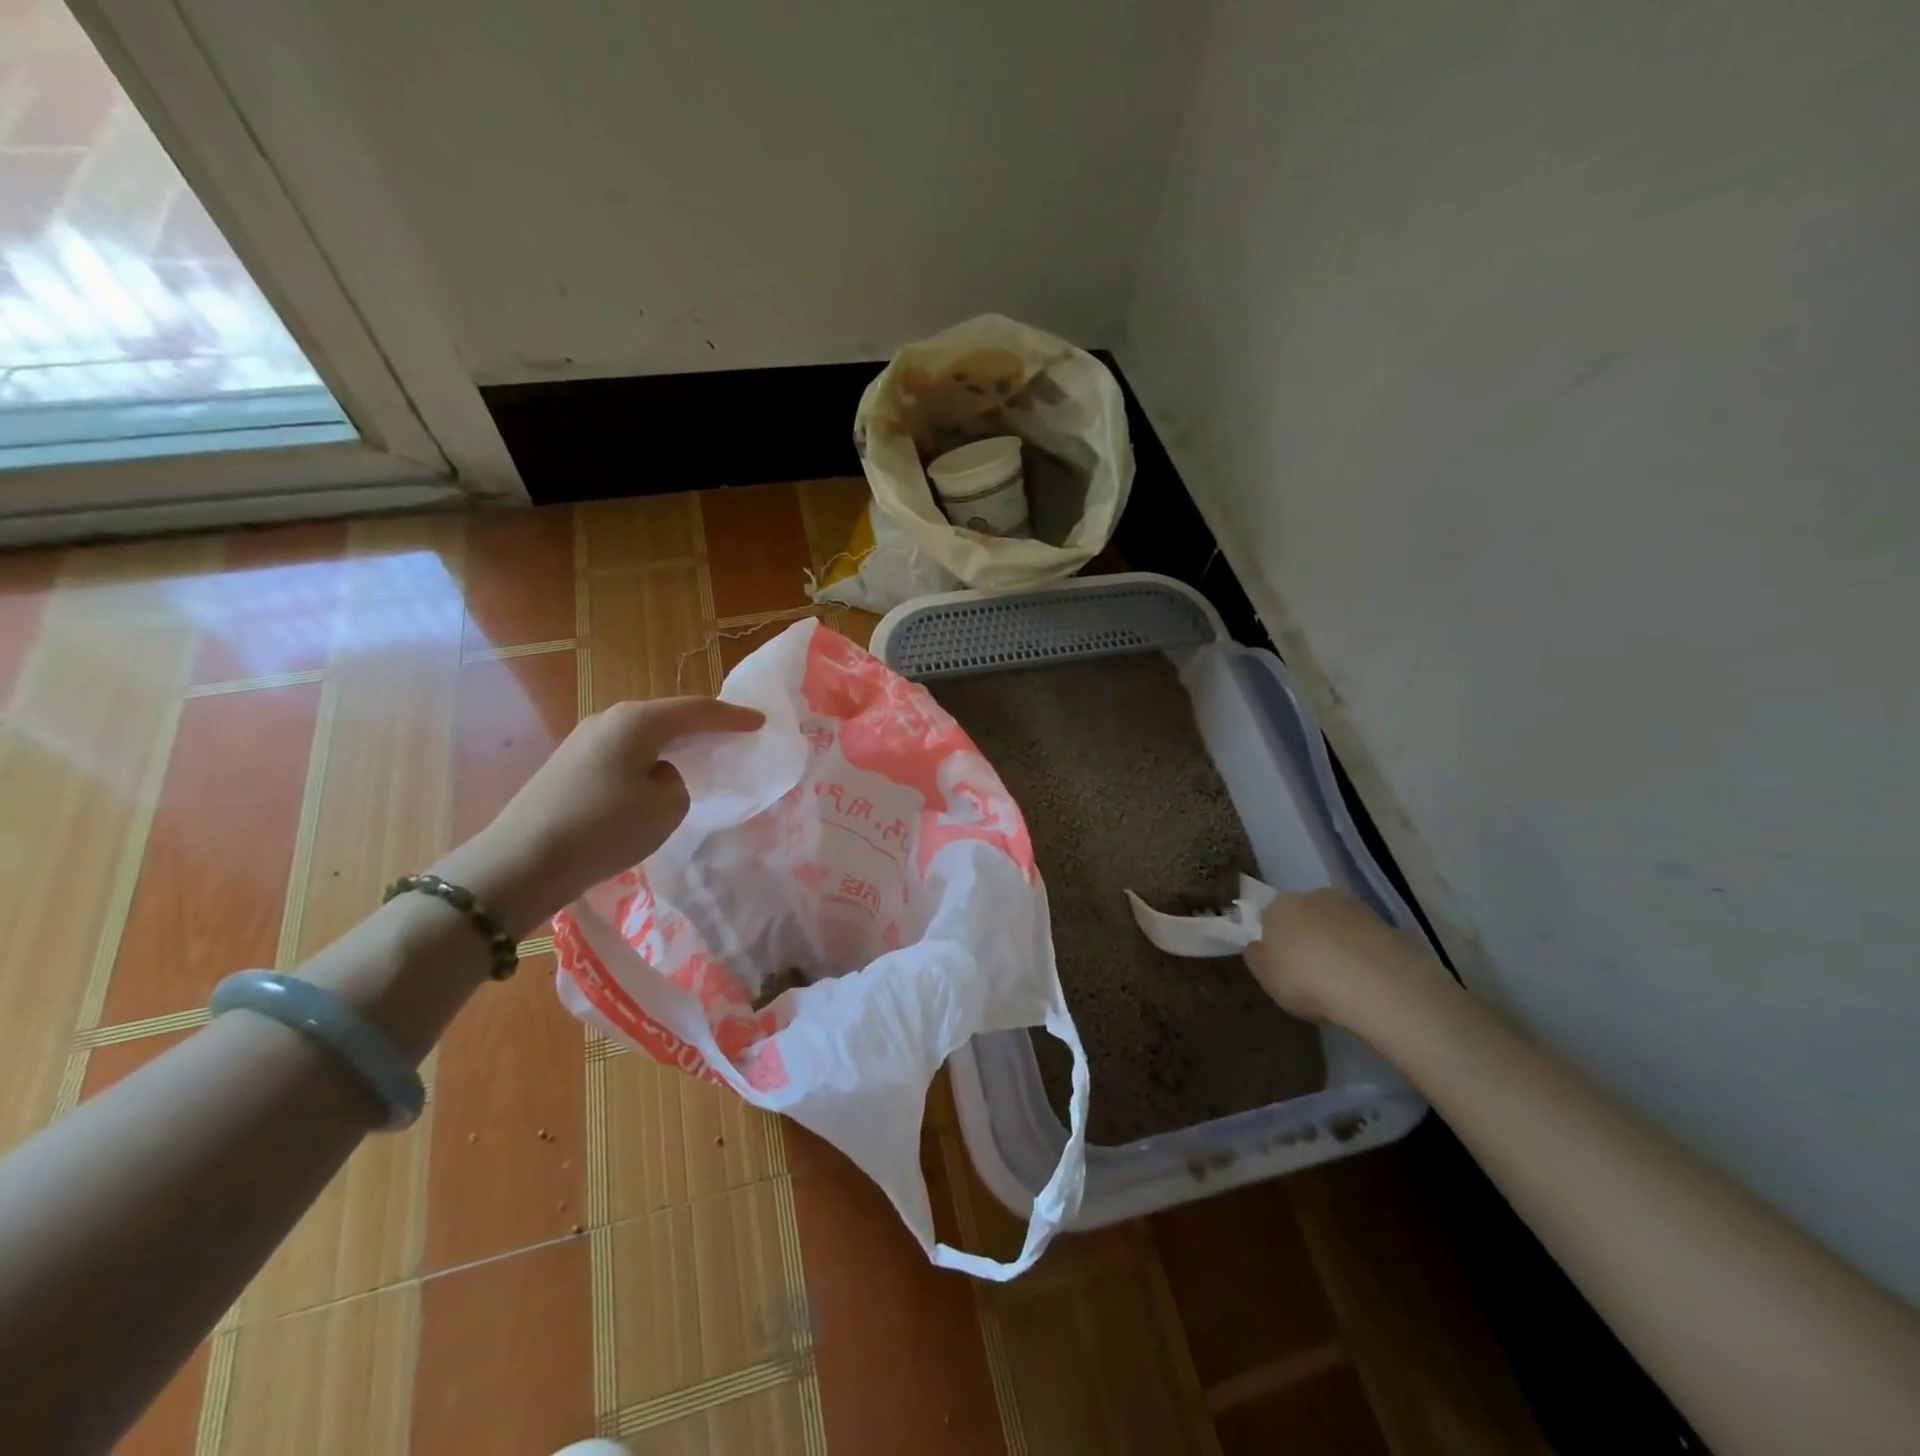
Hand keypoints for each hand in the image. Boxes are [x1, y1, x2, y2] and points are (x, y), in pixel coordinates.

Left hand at [437, 696, 763, 937]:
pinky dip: (647, 763)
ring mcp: (583, 742)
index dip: (732, 717)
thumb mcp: (666, 807)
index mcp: (638, 721)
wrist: (521, 862)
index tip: (760, 722)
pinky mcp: (568, 767)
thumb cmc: (604, 827)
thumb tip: (657, 776)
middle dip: (701, 726)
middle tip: (731, 736)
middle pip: (667, 717)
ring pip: (643, 737)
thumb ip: (678, 783)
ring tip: (697, 758)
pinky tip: (652, 783)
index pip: (697, 710)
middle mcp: (609, 720)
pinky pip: (623, 756)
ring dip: (672, 746)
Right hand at [1243, 888, 1441, 1023]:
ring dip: (1337, 943)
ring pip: (1336, 924)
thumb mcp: (1266, 977)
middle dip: (1306, 936)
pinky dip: (1362, 953)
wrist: (1374, 984)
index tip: (1281, 965)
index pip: (1269, 917)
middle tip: (1311, 971)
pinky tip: (1365, 979)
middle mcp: (1312, 896)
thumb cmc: (1306, 979)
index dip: (1274, 941)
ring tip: (1343, 979)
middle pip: (1304, 915)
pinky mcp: (1384, 923)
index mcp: (1278, 906)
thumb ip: (1257, 957)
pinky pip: (1363, 938)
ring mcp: (1352, 906)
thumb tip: (1258, 946)